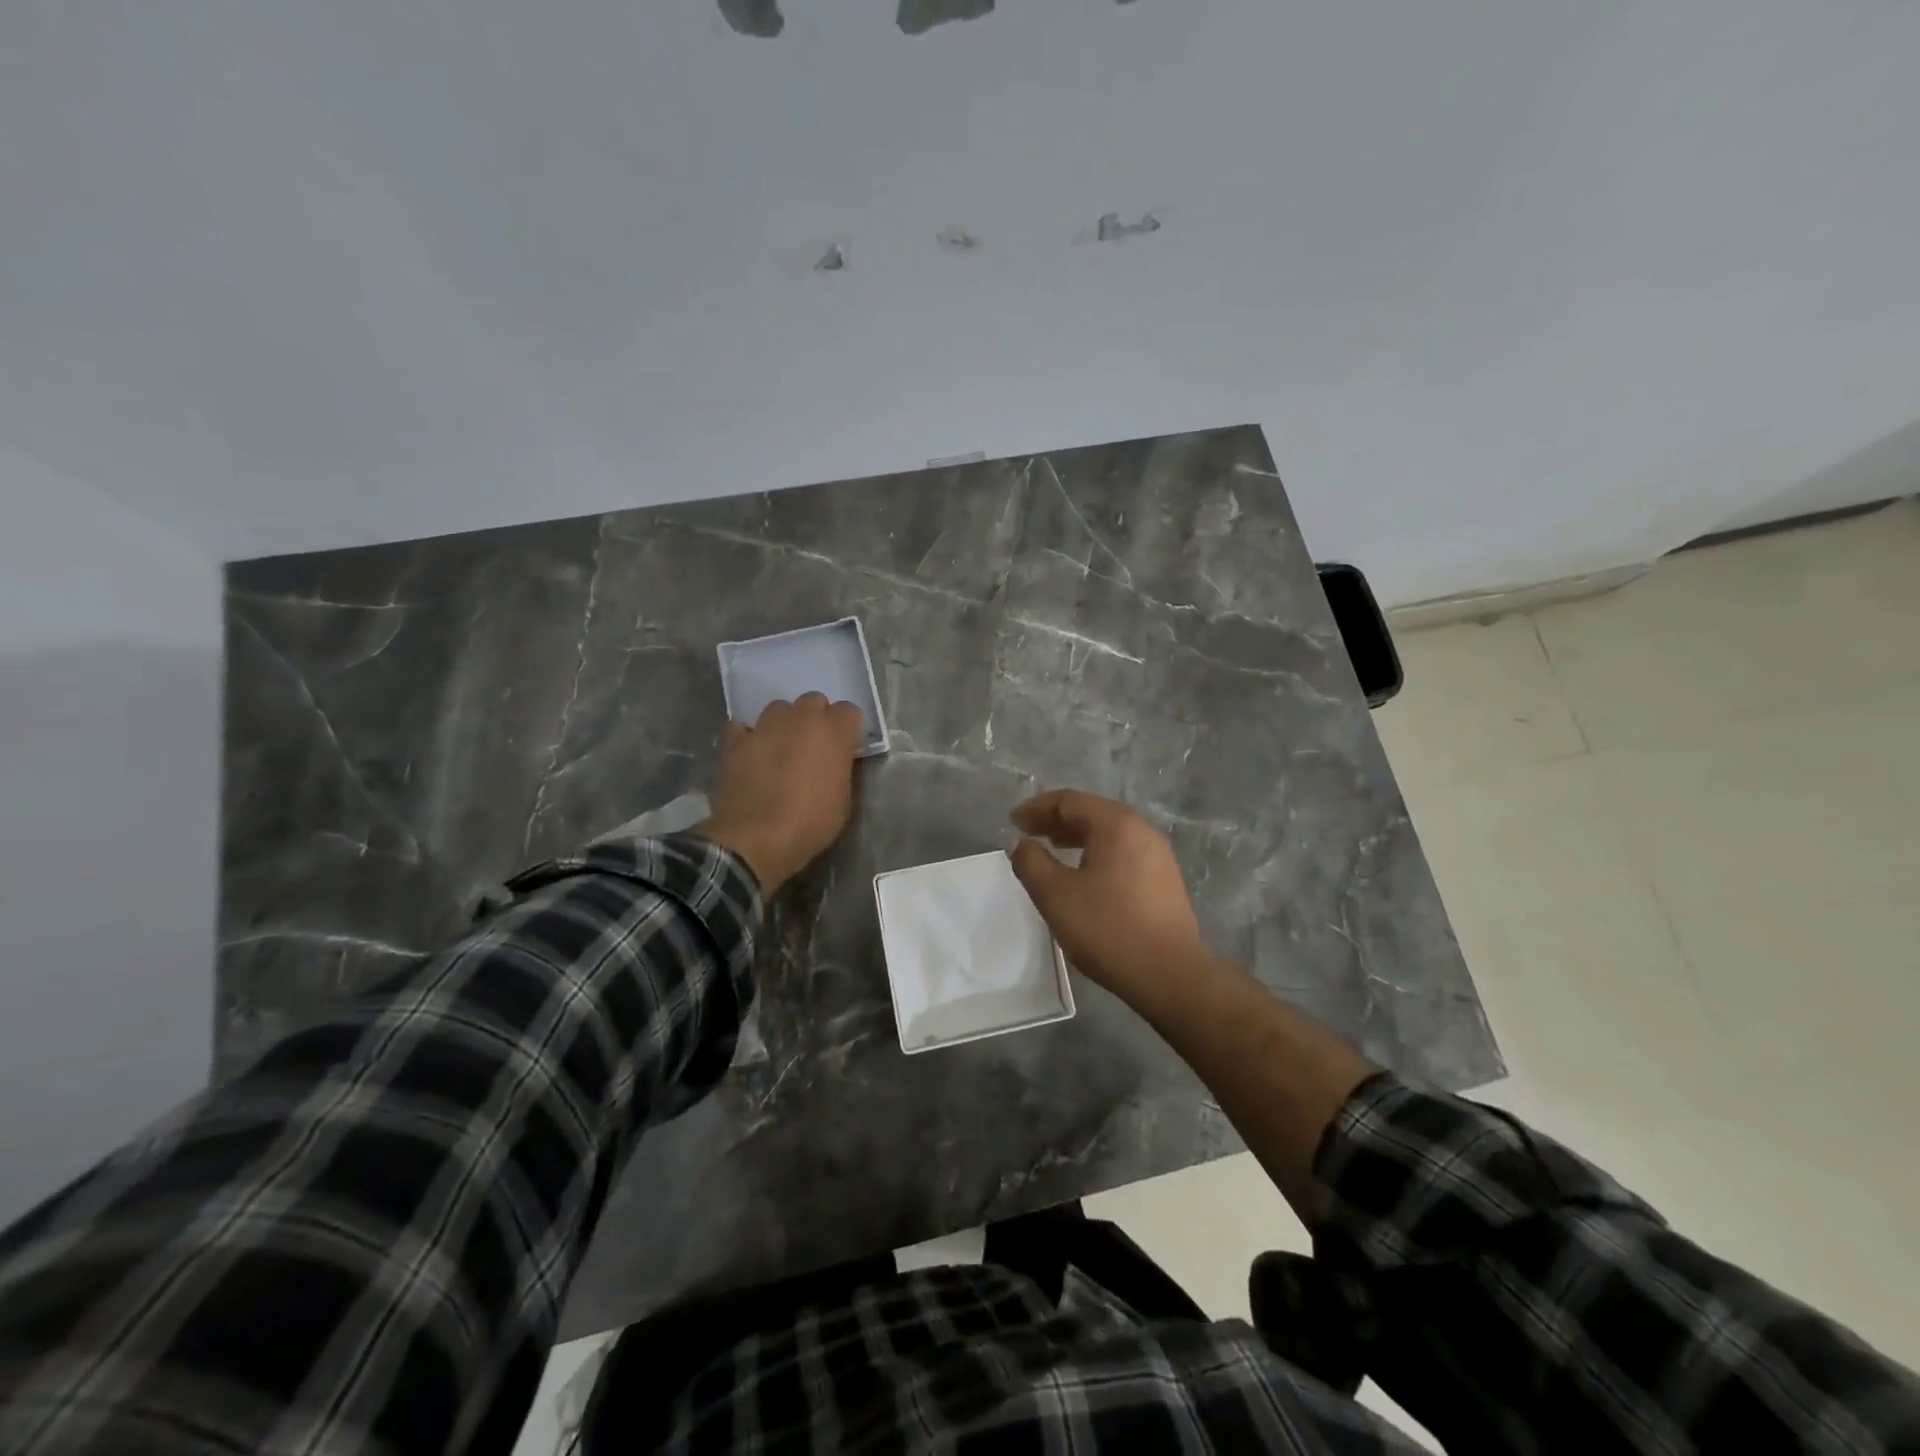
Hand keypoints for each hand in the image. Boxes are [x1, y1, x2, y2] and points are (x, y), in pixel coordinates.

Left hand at [696, 693, 865, 893]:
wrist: (756, 839)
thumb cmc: (810, 824)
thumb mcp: (843, 800)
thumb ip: (840, 768)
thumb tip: (834, 760)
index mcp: (833, 733)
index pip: (848, 711)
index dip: (846, 729)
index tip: (844, 748)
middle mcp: (801, 719)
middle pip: (813, 701)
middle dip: (815, 719)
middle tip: (812, 747)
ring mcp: (764, 726)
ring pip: (778, 709)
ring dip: (783, 724)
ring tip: (779, 749)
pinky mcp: (735, 740)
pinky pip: (743, 727)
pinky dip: (748, 736)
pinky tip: (750, 753)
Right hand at [1008, 789, 1215, 1011]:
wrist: (1169, 975)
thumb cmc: (1108, 929)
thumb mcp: (1056, 895)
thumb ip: (1031, 863)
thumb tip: (1018, 842)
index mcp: (1115, 824)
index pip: (1069, 801)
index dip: (1036, 808)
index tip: (1012, 822)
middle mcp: (1140, 829)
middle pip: (1091, 812)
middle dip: (1055, 820)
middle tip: (1028, 833)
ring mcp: (1157, 854)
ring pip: (1108, 832)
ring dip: (1076, 836)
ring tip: (1051, 848)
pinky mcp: (1163, 878)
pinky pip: (1122, 851)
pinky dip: (1096, 852)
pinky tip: (1084, 874)